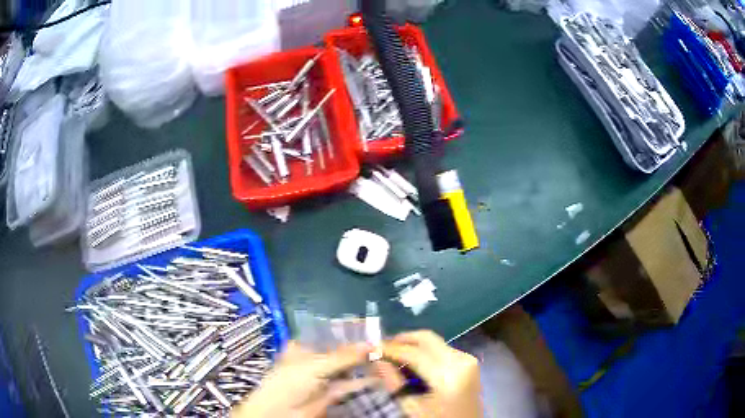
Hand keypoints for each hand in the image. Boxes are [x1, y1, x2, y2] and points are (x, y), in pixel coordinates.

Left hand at [231, 342, 373, 417]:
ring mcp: (324, 377)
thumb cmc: (291, 381)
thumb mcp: (316, 365)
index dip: (348, 333)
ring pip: (347, 368)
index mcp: (304, 347)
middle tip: (383, 344)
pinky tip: (379, 376)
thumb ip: (344, 356)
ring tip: (385, 358)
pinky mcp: (332, 393)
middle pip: (341, 353)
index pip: (330, 336)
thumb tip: (371, 344)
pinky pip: (350, 385)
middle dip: (360, 350)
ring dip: (364, 365)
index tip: (369, 329)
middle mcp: (315, 360)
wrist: (283, 412)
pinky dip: (364, 381)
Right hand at [382, 330, 481, 417]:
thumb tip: (376, 360)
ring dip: (413, 345)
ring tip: (394, 357)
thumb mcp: (412, 408)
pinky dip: (425, 352)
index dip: (389, 349)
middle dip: (401, 340)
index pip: (413, 352)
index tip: (370, 348)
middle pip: (426, 338)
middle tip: (381, 349)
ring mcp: (468, 359)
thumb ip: (394, 383)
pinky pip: (442, 349)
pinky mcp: (468, 362)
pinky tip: (412, 363)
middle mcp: (461, 360)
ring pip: (434, 342)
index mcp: (449, 375)